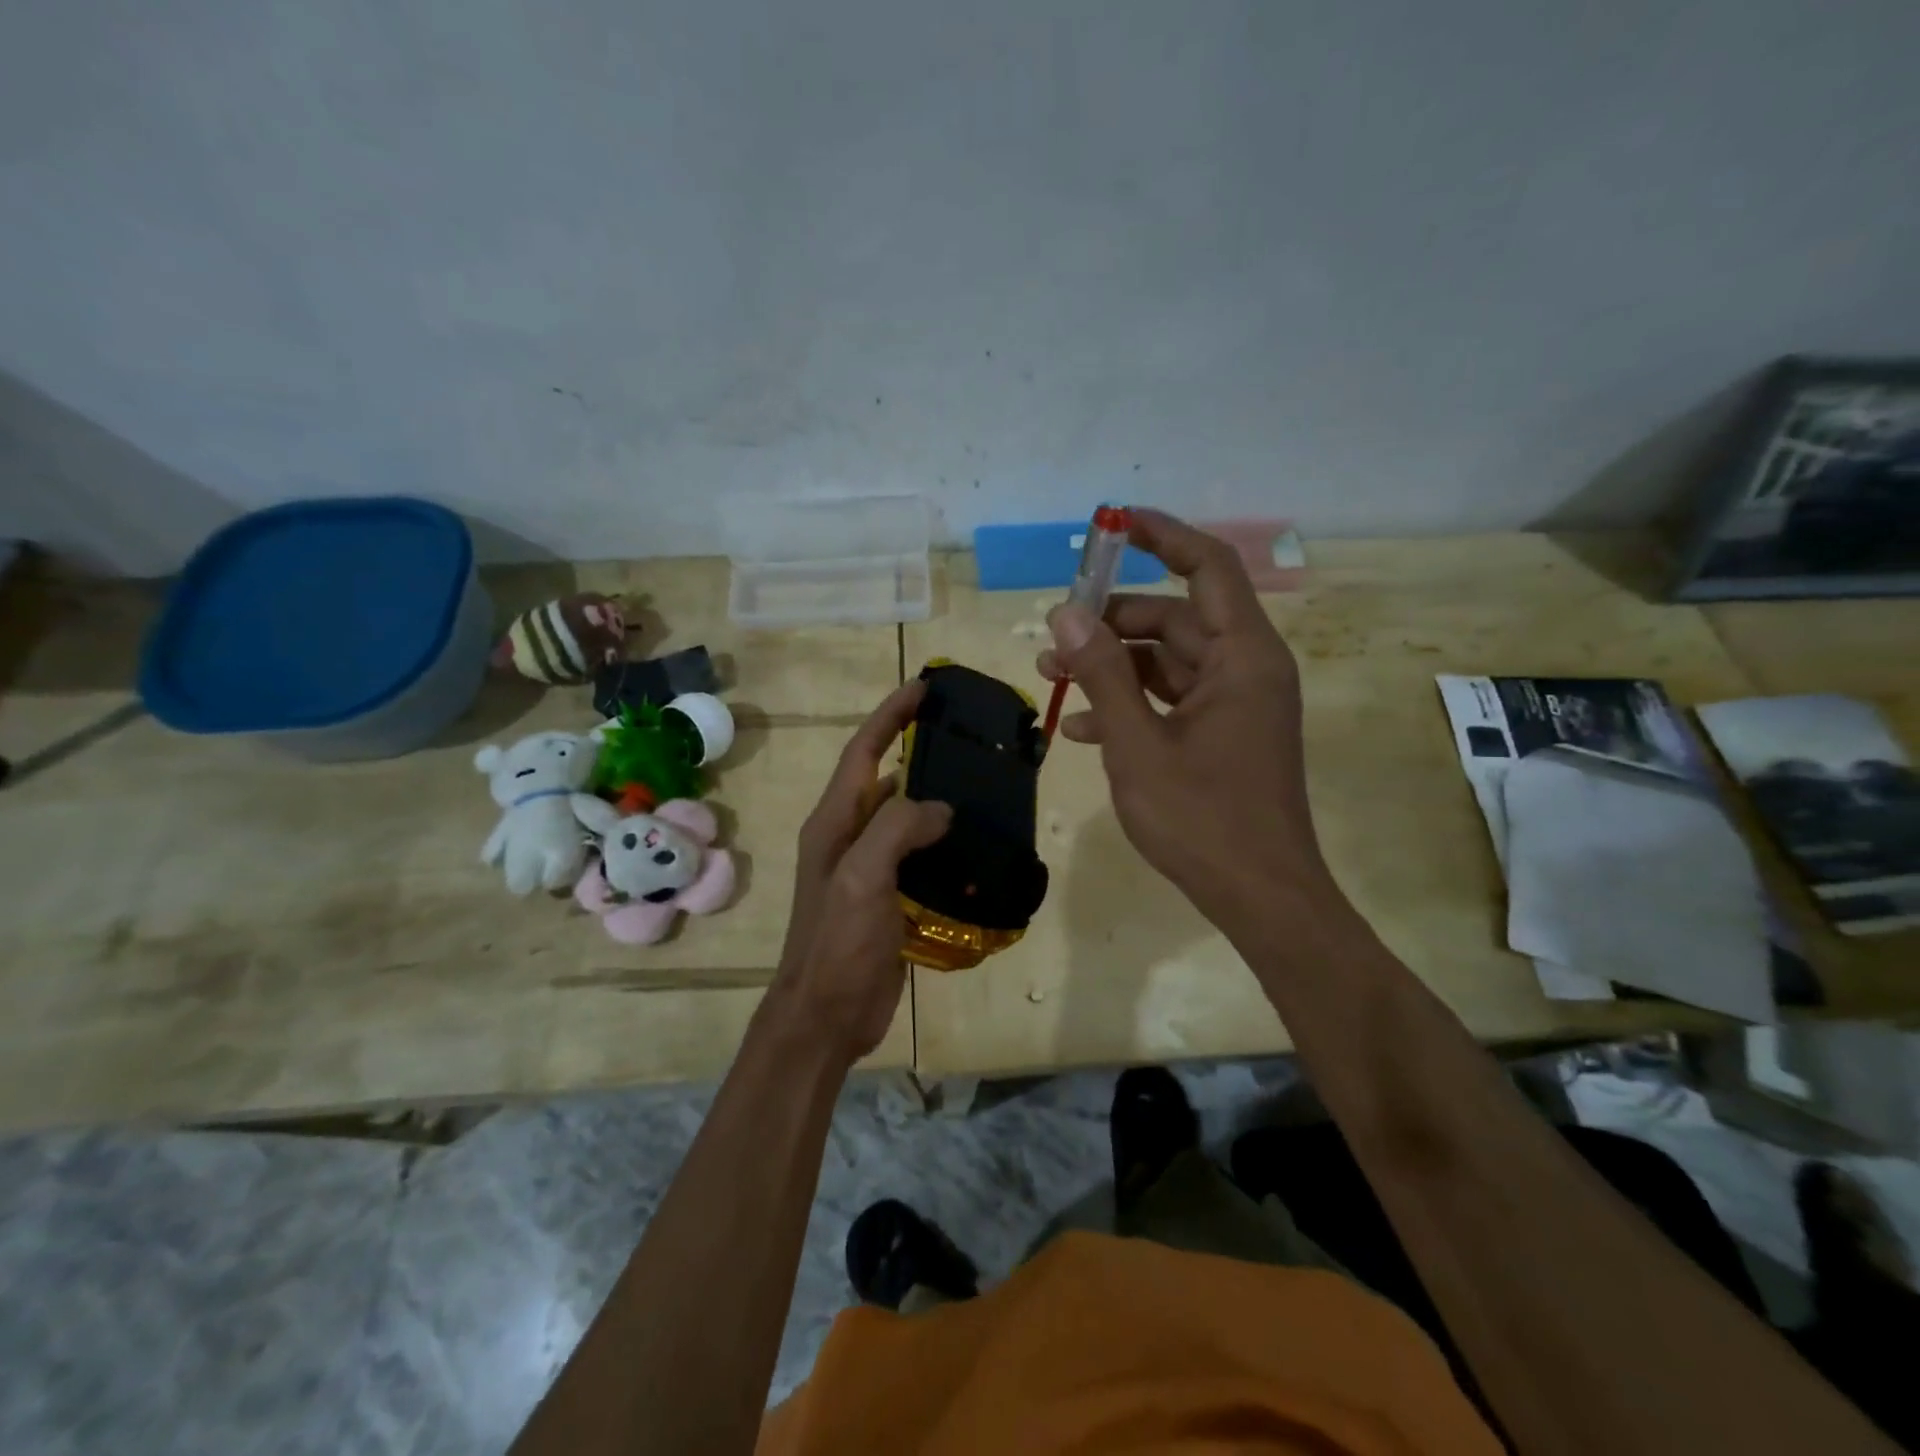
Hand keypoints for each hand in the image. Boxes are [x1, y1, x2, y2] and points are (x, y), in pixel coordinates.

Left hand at [769, 681, 952, 1062]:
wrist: (826, 1014)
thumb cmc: (837, 942)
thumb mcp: (860, 877)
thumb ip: (896, 829)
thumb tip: (941, 808)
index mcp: (835, 821)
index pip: (863, 751)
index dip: (890, 715)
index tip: (924, 687)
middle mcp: (850, 836)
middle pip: (888, 778)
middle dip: (921, 751)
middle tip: (969, 736)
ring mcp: (871, 868)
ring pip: (909, 818)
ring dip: (939, 798)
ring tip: (984, 785)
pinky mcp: (892, 897)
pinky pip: (922, 856)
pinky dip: (947, 844)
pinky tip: (979, 845)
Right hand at [1037, 508, 1338, 932]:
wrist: (1259, 897)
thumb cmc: (1202, 819)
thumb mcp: (1138, 744)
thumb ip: (1102, 674)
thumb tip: (1065, 612)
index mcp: (1242, 657)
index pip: (1208, 568)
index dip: (1163, 537)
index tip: (1114, 524)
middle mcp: (1245, 669)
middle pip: (1174, 618)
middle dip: (1110, 623)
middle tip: (1053, 635)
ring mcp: (1234, 705)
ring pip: (1166, 662)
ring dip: (1111, 666)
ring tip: (1051, 676)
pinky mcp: (1221, 736)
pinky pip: (1171, 701)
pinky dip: (1129, 704)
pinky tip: (1078, 727)